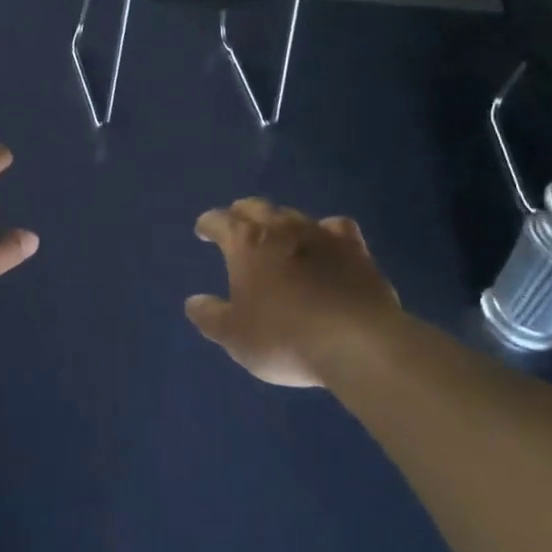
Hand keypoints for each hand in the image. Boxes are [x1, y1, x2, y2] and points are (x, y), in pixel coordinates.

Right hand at [186, 199, 403, 387]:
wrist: (357, 344)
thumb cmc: (284, 337)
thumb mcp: (235, 336)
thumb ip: (210, 316)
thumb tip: (193, 302)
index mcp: (246, 242)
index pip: (219, 221)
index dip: (208, 224)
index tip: (203, 230)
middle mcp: (280, 227)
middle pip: (255, 207)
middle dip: (241, 214)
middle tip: (236, 225)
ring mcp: (321, 234)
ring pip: (293, 214)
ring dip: (280, 222)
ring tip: (278, 235)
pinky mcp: (355, 249)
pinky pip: (336, 228)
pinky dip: (326, 232)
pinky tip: (326, 242)